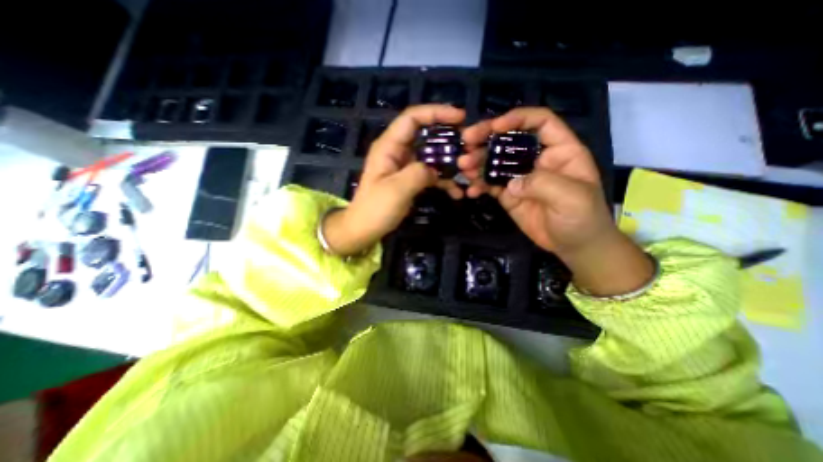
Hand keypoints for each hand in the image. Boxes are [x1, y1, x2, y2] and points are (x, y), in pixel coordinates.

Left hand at [323, 104, 464, 255]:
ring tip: (468, 173)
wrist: (365, 229)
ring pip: (432, 156)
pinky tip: (457, 192)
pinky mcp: (411, 180)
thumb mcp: (397, 190)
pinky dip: (444, 181)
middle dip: (449, 140)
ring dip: (450, 164)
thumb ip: (418, 173)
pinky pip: (431, 174)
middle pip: (426, 135)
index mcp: (389, 146)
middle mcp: (398, 152)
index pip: (412, 118)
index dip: (436, 112)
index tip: (460, 118)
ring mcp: (405, 166)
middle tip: (469, 148)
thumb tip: (436, 169)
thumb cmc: (375, 209)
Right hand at [461, 108, 651, 295]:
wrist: (574, 246)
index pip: (540, 122)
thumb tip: (511, 184)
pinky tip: (470, 191)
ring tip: (463, 167)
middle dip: (486, 138)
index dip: (518, 118)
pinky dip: (478, 185)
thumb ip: (543, 184)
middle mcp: (536, 159)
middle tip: (466, 142)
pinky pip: (490, 185)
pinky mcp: (508, 194)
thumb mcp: (572, 198)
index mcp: (559, 151)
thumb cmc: (583, 219)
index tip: (495, 127)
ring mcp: (520, 177)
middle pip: (510, 140)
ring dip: (477, 162)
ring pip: (495, 162)